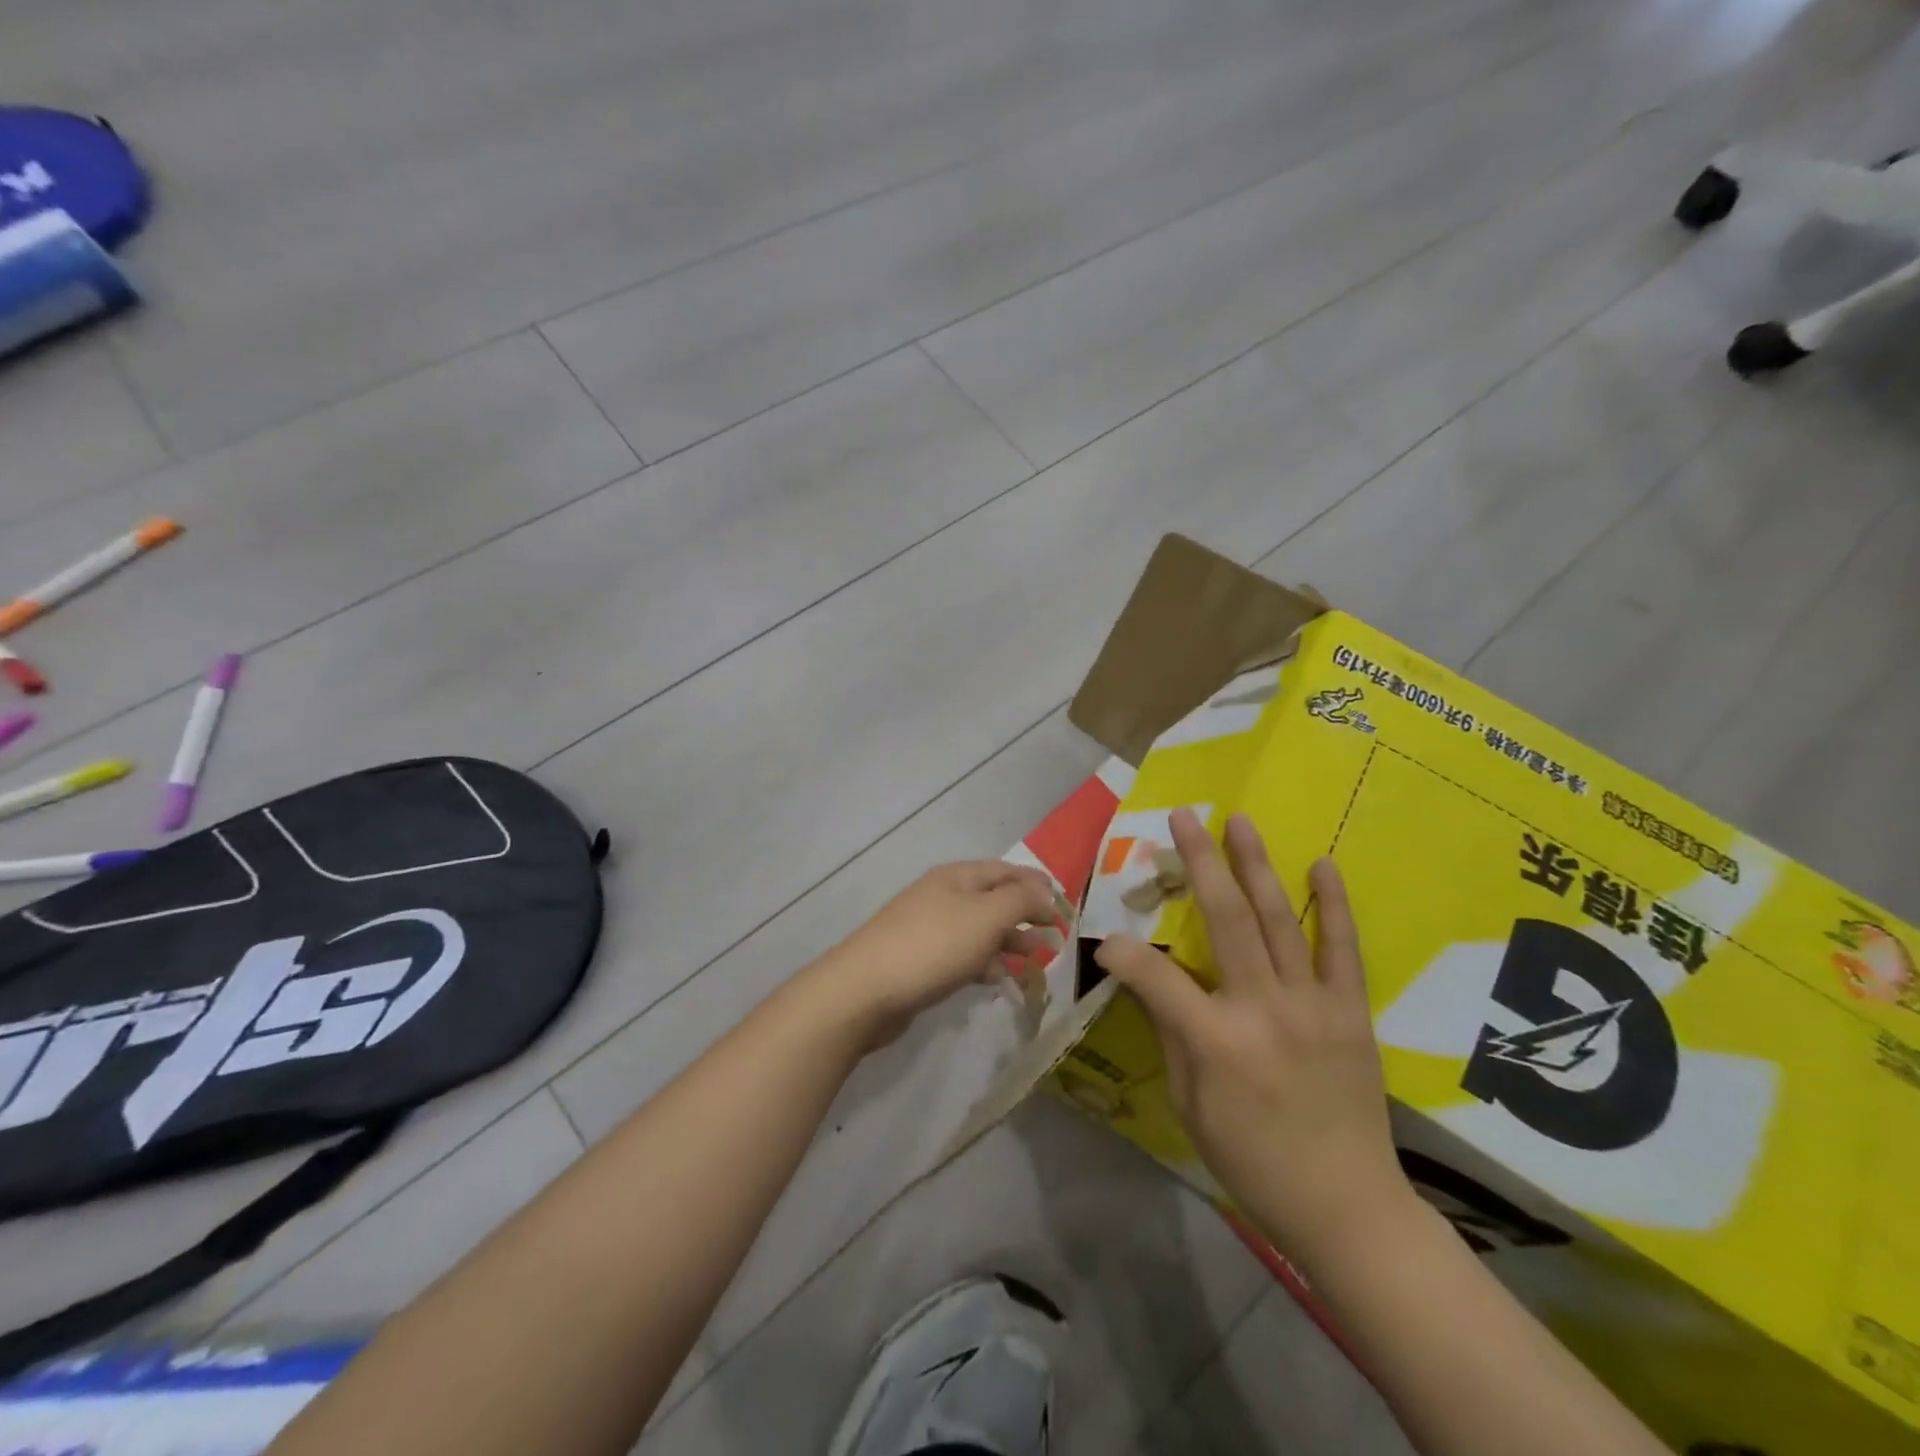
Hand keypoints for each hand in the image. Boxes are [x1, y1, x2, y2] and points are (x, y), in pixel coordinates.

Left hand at [805, 861, 1061, 1050]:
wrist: (865, 990)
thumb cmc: (933, 946)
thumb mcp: (986, 916)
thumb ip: (1020, 900)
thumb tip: (1044, 892)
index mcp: (957, 877)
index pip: (1005, 871)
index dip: (1036, 885)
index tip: (1064, 907)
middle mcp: (943, 896)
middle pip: (993, 900)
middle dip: (1025, 916)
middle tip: (1055, 937)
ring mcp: (929, 929)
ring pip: (979, 931)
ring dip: (1009, 942)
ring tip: (1035, 961)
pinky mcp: (921, 962)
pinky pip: (963, 957)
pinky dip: (985, 965)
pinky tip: (1001, 982)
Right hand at [1094, 809, 1413, 1267]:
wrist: (1347, 1205)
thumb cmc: (1251, 1158)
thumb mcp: (1188, 1102)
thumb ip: (1170, 1030)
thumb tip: (1145, 976)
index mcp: (1215, 1041)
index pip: (1155, 974)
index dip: (1123, 950)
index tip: (1107, 939)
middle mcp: (1263, 1009)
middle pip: (1226, 918)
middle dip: (1200, 861)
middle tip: (1184, 816)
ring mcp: (1313, 1005)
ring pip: (1279, 919)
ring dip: (1256, 864)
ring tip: (1239, 820)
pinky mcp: (1351, 1011)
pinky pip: (1343, 949)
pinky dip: (1332, 904)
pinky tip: (1322, 864)